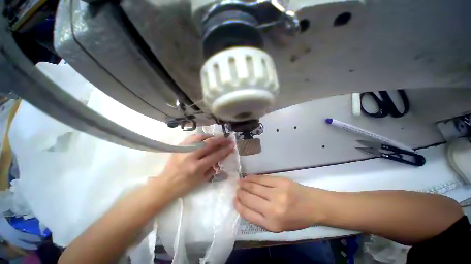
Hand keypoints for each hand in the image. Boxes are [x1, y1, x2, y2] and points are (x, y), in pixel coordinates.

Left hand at [159, 134, 233, 198]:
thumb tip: (221, 157)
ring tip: (217, 137)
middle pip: (209, 143)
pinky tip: (206, 137)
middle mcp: (191, 156)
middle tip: (227, 139)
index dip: (225, 150)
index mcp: (197, 167)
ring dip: (211, 136)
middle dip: (220, 140)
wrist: (166, 184)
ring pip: (201, 137)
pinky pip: (192, 137)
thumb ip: (213, 168)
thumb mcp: (202, 180)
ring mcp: (184, 149)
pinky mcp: (179, 146)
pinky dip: (201, 136)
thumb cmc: (185, 185)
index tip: (232, 146)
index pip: (215, 155)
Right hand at [235, 175, 325, 231]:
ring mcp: (277, 193)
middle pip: (249, 198)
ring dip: (244, 184)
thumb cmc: (296, 218)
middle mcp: (273, 209)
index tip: (234, 200)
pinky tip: (247, 178)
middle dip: (240, 193)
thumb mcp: (278, 226)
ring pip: (253, 186)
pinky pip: (261, 178)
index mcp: (272, 224)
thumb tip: (244, 204)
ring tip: (240, 183)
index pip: (248, 213)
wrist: (314, 205)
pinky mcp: (280, 181)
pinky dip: (252, 178)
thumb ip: (261, 217)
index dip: (238, 205)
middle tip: (237, 190)